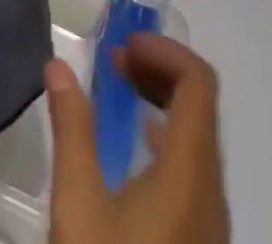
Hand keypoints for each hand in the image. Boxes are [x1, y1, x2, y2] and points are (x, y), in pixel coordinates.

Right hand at [45, 34, 230, 243]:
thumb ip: (72, 128)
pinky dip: (167, 138)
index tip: (122, 46)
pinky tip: (134, 151)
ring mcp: (211, 226)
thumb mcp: (78, 206)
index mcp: (190, 174)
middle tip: (115, 64)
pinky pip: (194, 171)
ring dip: (163, 103)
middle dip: (160, 70)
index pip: (198, 83)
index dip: (164, 50)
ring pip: (199, 139)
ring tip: (120, 94)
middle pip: (201, 107)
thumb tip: (59, 65)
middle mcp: (212, 194)